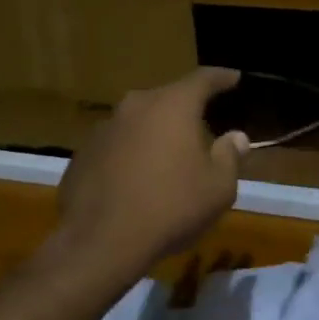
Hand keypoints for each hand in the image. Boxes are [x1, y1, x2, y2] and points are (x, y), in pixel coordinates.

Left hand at [56, 67, 249, 274]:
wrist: (101, 241)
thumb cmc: (171, 208)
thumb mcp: (218, 188)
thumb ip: (229, 156)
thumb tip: (236, 137)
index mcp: (172, 106)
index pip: (202, 79)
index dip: (221, 78)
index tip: (233, 78)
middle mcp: (135, 107)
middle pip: (167, 98)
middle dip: (186, 108)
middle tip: (201, 123)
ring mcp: (104, 129)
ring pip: (138, 122)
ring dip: (155, 133)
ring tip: (168, 156)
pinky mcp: (82, 155)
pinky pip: (116, 146)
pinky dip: (130, 155)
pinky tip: (136, 181)